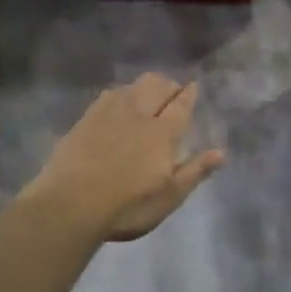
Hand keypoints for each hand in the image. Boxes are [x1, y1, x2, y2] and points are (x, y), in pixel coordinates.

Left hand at [25, 74, 224, 241]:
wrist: (69, 205)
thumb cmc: (127, 206)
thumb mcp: (168, 197)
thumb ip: (194, 172)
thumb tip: (221, 152)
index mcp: (162, 133)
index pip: (180, 105)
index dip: (188, 94)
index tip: (194, 85)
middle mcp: (138, 115)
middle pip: (157, 87)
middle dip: (168, 85)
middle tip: (173, 90)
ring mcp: (109, 114)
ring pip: (133, 87)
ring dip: (146, 86)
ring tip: (148, 93)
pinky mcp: (86, 119)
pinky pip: (109, 95)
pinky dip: (121, 93)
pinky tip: (118, 100)